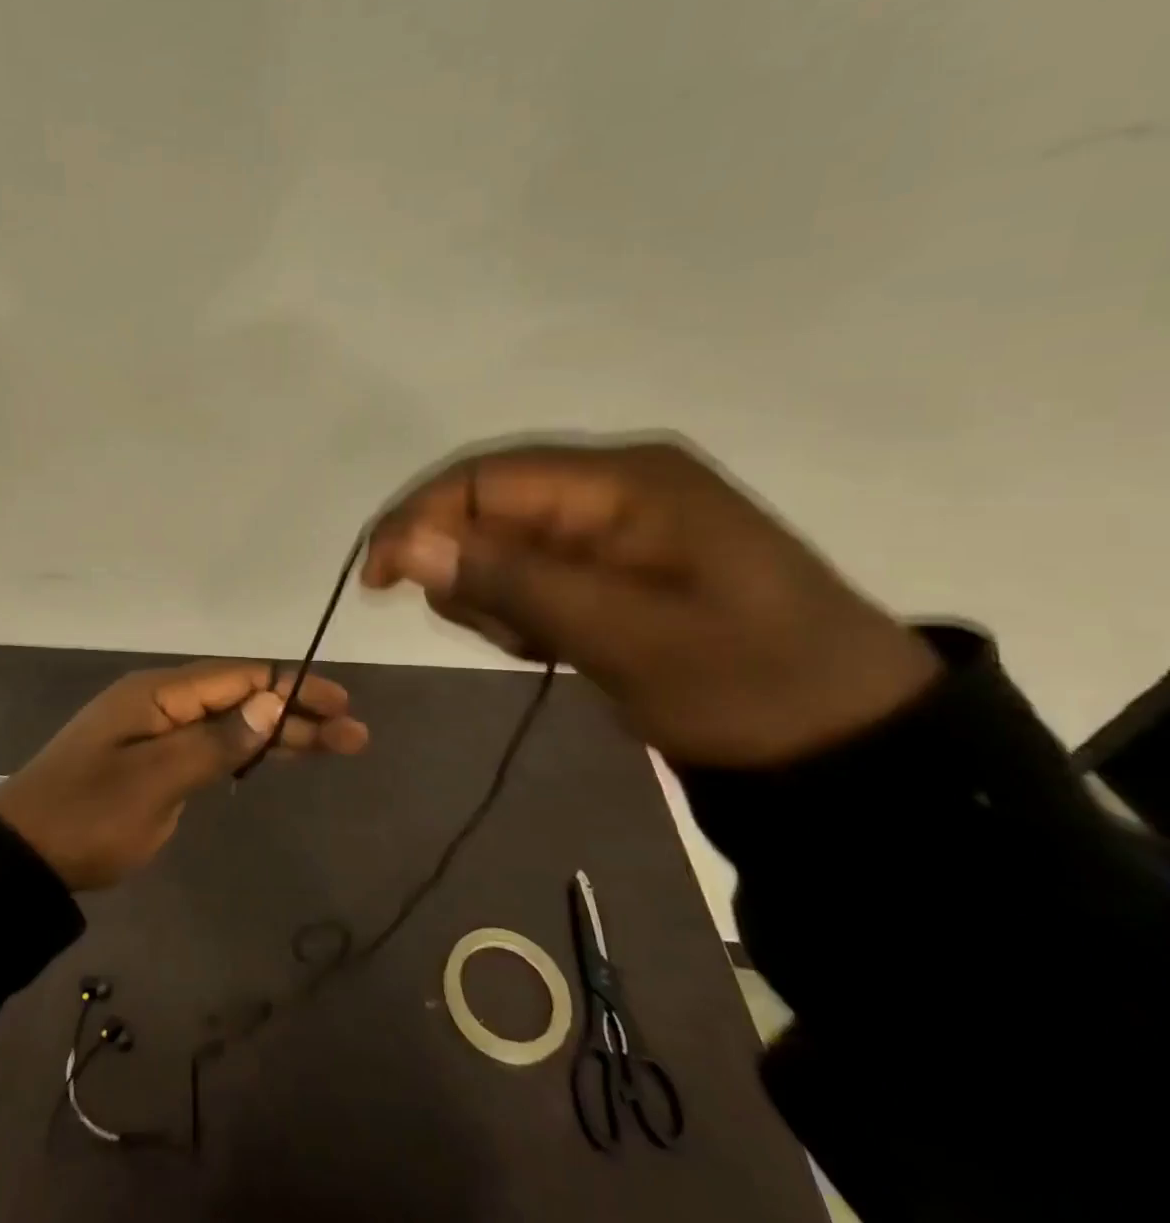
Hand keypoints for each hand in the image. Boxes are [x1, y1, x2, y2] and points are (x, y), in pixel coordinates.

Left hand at [0, 660, 368, 889]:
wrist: (23, 858)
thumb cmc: (89, 816)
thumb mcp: (157, 781)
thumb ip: (217, 740)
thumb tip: (273, 701)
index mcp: (159, 694)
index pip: (240, 679)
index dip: (294, 688)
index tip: (341, 705)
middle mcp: (160, 703)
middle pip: (241, 699)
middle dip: (297, 714)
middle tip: (353, 734)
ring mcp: (155, 733)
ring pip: (229, 722)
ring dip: (278, 733)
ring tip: (332, 745)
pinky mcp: (152, 762)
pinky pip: (209, 744)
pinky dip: (246, 750)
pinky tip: (274, 756)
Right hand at [362, 438, 940, 767]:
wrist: (846, 746)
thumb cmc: (743, 682)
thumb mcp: (620, 633)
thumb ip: (508, 581)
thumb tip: (401, 544)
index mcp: (624, 480)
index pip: (486, 477)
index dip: (419, 518)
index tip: (376, 579)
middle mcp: (613, 487)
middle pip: (490, 507)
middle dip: (466, 566)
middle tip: (498, 632)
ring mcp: (615, 528)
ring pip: (505, 544)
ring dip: (495, 594)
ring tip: (536, 646)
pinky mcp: (614, 566)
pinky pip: (534, 573)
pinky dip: (521, 610)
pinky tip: (551, 646)